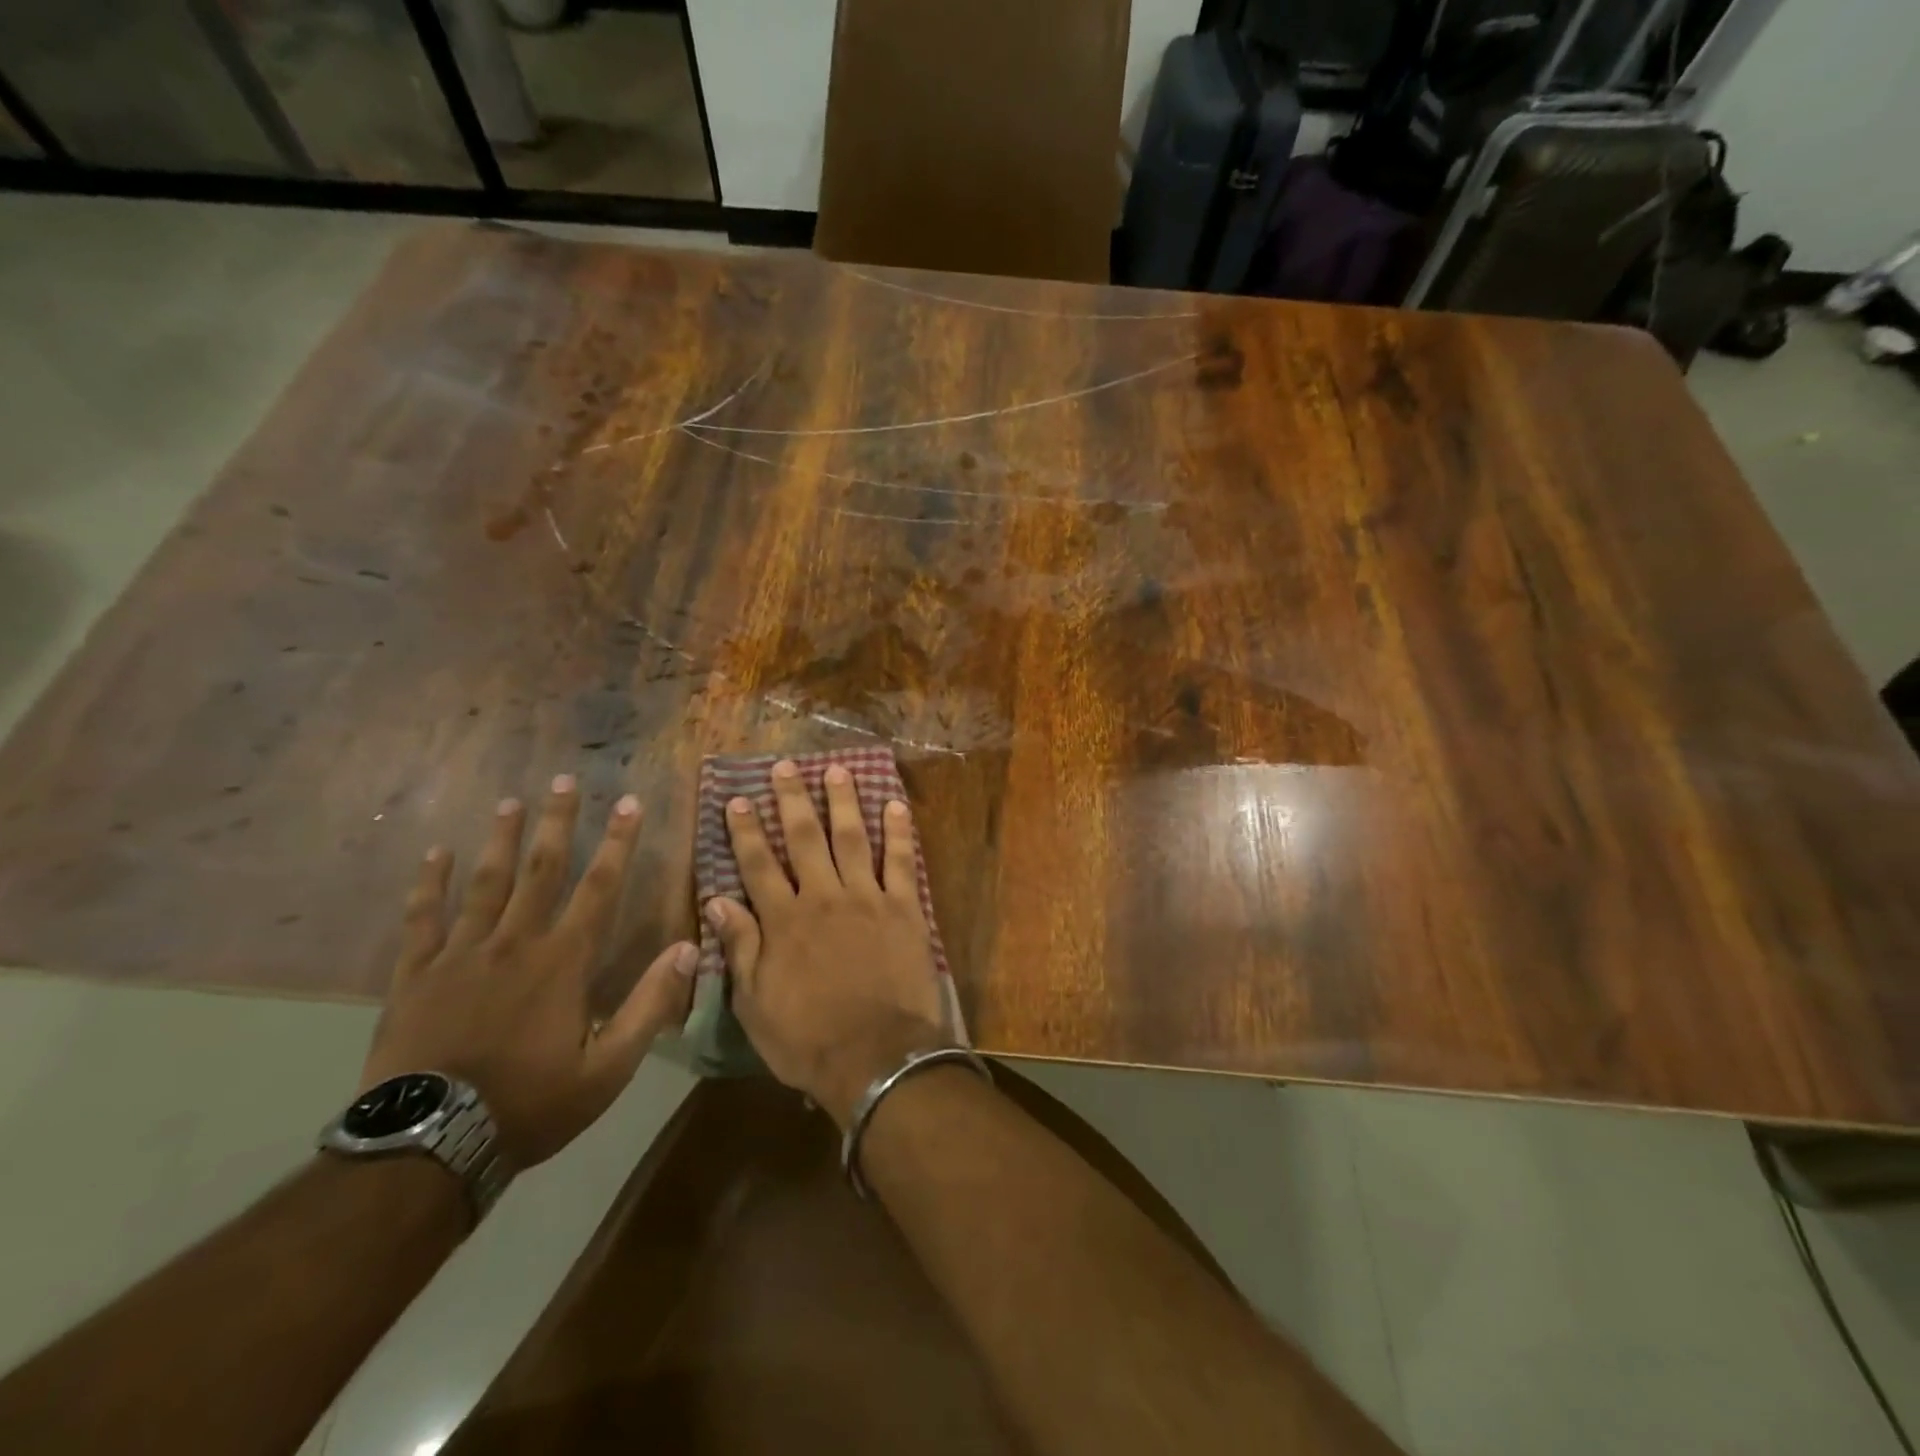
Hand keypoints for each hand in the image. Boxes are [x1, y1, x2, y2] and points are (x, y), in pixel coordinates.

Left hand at [361, 775, 695, 1166]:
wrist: (428, 1148)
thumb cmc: (530, 1105)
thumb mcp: (607, 1068)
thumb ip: (649, 1005)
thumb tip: (688, 948)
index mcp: (563, 961)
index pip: (600, 887)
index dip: (619, 843)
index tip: (630, 803)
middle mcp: (515, 943)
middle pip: (541, 870)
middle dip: (558, 823)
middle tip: (565, 780)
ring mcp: (460, 955)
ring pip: (485, 883)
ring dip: (502, 840)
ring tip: (511, 801)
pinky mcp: (416, 975)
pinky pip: (423, 918)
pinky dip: (429, 884)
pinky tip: (436, 853)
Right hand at [704, 760, 947, 1125]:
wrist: (876, 1058)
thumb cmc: (808, 1038)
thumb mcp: (755, 1003)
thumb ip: (740, 947)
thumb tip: (716, 901)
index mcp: (784, 920)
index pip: (758, 864)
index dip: (746, 830)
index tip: (737, 799)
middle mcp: (823, 897)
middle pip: (804, 838)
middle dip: (792, 800)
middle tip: (785, 767)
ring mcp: (867, 898)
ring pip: (852, 838)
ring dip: (843, 801)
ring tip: (837, 770)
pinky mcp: (905, 908)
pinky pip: (902, 862)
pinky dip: (899, 832)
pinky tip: (896, 805)